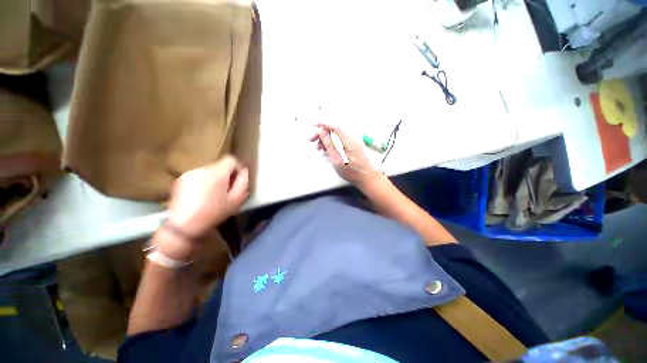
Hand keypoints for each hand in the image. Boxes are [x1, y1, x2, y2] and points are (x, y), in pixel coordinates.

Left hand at [154, 156, 248, 260]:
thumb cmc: (214, 213)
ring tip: (214, 194)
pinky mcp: (180, 180)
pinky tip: (201, 196)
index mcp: (217, 173)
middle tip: (227, 190)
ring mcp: (189, 173)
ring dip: (214, 179)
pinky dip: (203, 182)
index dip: (237, 168)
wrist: (183, 226)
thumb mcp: (237, 200)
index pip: (230, 159)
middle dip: (226, 175)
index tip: (238, 180)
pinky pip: (198, 176)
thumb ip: (243, 182)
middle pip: (219, 165)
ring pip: (209, 171)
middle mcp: (202, 169)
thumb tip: (244, 171)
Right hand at [309, 124, 380, 186]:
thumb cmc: (352, 172)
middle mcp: (353, 138)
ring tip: (318, 147)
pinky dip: (332, 142)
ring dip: (326, 138)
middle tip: (312, 139)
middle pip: (335, 130)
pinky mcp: (353, 145)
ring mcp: (354, 141)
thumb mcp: (337, 159)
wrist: (366, 178)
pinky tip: (326, 149)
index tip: (313, 124)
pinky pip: (340, 139)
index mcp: (350, 140)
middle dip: (322, 133)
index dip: (323, 124)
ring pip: (337, 135)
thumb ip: (329, 145)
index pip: (335, 126)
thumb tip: (321, 132)